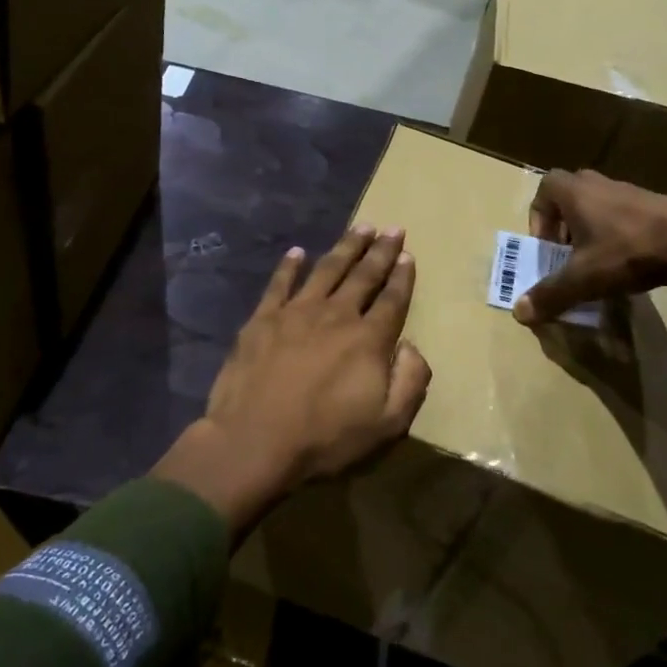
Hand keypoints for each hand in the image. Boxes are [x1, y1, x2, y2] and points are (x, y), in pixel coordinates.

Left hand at [153, 225, 431, 539]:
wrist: (254, 440)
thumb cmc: (324, 437)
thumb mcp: (386, 424)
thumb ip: (409, 381)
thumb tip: (412, 346)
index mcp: (368, 339)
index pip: (392, 299)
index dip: (402, 276)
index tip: (409, 255)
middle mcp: (336, 315)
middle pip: (363, 275)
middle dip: (381, 250)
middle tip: (393, 228)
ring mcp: (297, 312)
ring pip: (327, 269)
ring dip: (346, 246)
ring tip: (361, 226)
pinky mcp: (263, 318)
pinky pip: (280, 283)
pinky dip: (289, 266)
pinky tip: (297, 251)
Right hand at [514, 169, 666, 324]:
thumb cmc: (627, 251)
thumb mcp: (583, 279)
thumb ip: (550, 294)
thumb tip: (519, 313)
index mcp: (575, 191)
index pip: (544, 188)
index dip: (538, 217)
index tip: (547, 247)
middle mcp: (599, 183)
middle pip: (571, 196)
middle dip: (564, 226)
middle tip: (568, 255)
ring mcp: (630, 191)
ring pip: (599, 206)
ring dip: (592, 231)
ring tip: (598, 263)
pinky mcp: (656, 205)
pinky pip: (625, 215)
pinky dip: (619, 235)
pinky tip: (629, 263)